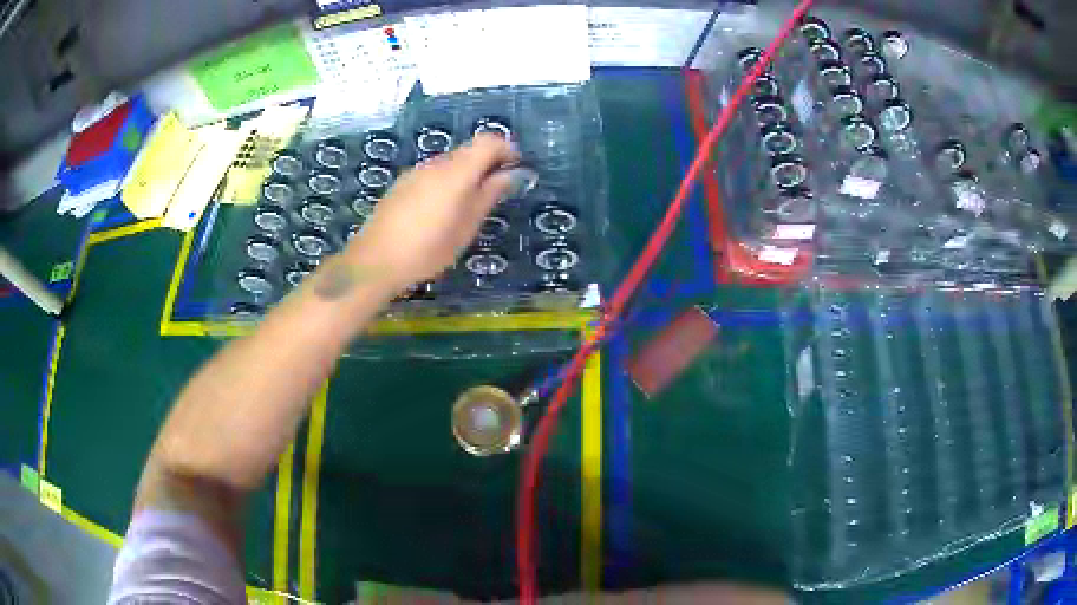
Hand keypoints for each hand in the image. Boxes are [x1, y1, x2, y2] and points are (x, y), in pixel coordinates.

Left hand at [344, 134, 520, 291]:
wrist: (376, 260)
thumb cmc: (428, 249)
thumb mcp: (466, 227)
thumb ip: (489, 195)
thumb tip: (511, 174)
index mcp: (457, 171)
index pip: (488, 142)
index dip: (506, 149)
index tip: (515, 168)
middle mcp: (436, 164)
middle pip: (468, 150)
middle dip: (486, 163)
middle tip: (495, 191)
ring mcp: (416, 172)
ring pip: (449, 162)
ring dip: (465, 174)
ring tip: (467, 206)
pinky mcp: (402, 183)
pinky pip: (432, 173)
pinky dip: (445, 182)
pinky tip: (439, 211)